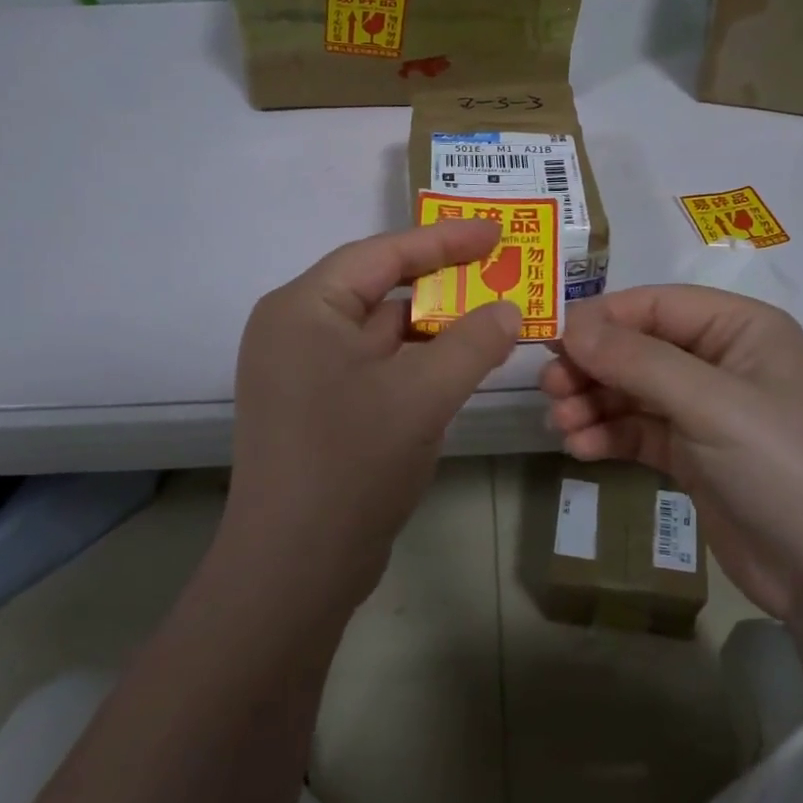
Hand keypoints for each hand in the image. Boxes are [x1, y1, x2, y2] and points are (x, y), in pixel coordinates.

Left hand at [224, 220, 520, 613]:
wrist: (294, 571)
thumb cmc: (352, 464)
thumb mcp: (423, 395)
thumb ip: (473, 343)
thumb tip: (509, 310)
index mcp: (303, 308)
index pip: (382, 254)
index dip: (444, 240)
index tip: (496, 232)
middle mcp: (295, 330)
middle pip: (379, 289)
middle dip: (443, 283)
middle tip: (500, 272)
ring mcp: (303, 373)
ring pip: (380, 332)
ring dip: (434, 326)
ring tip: (493, 315)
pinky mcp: (317, 408)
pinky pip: (375, 367)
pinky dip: (416, 361)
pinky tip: (459, 364)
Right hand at [540, 286, 802, 619]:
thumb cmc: (780, 465)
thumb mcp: (709, 403)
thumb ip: (636, 360)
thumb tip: (570, 326)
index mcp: (740, 328)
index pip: (656, 305)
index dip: (601, 319)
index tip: (552, 342)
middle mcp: (721, 361)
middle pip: (638, 347)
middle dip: (592, 367)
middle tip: (549, 390)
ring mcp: (706, 410)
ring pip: (632, 391)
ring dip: (592, 403)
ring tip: (560, 425)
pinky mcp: (693, 455)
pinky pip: (638, 430)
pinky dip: (608, 434)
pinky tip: (581, 448)